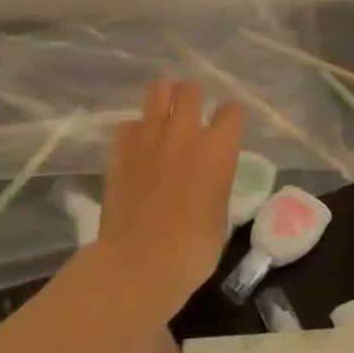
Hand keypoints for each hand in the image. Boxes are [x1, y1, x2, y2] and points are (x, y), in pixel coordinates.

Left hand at [97, 78, 245, 318]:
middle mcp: (185, 133)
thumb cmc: (193, 249)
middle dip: (194, 97)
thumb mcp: (220, 215)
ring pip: (158, 91)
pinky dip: (136, 130)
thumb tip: (207, 177)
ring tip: (165, 115)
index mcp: (218, 150)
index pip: (233, 111)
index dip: (232, 118)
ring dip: (164, 99)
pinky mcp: (120, 150)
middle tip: (192, 114)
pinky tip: (138, 146)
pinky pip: (129, 124)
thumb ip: (216, 183)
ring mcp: (148, 138)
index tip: (229, 128)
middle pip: (190, 90)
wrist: (139, 262)